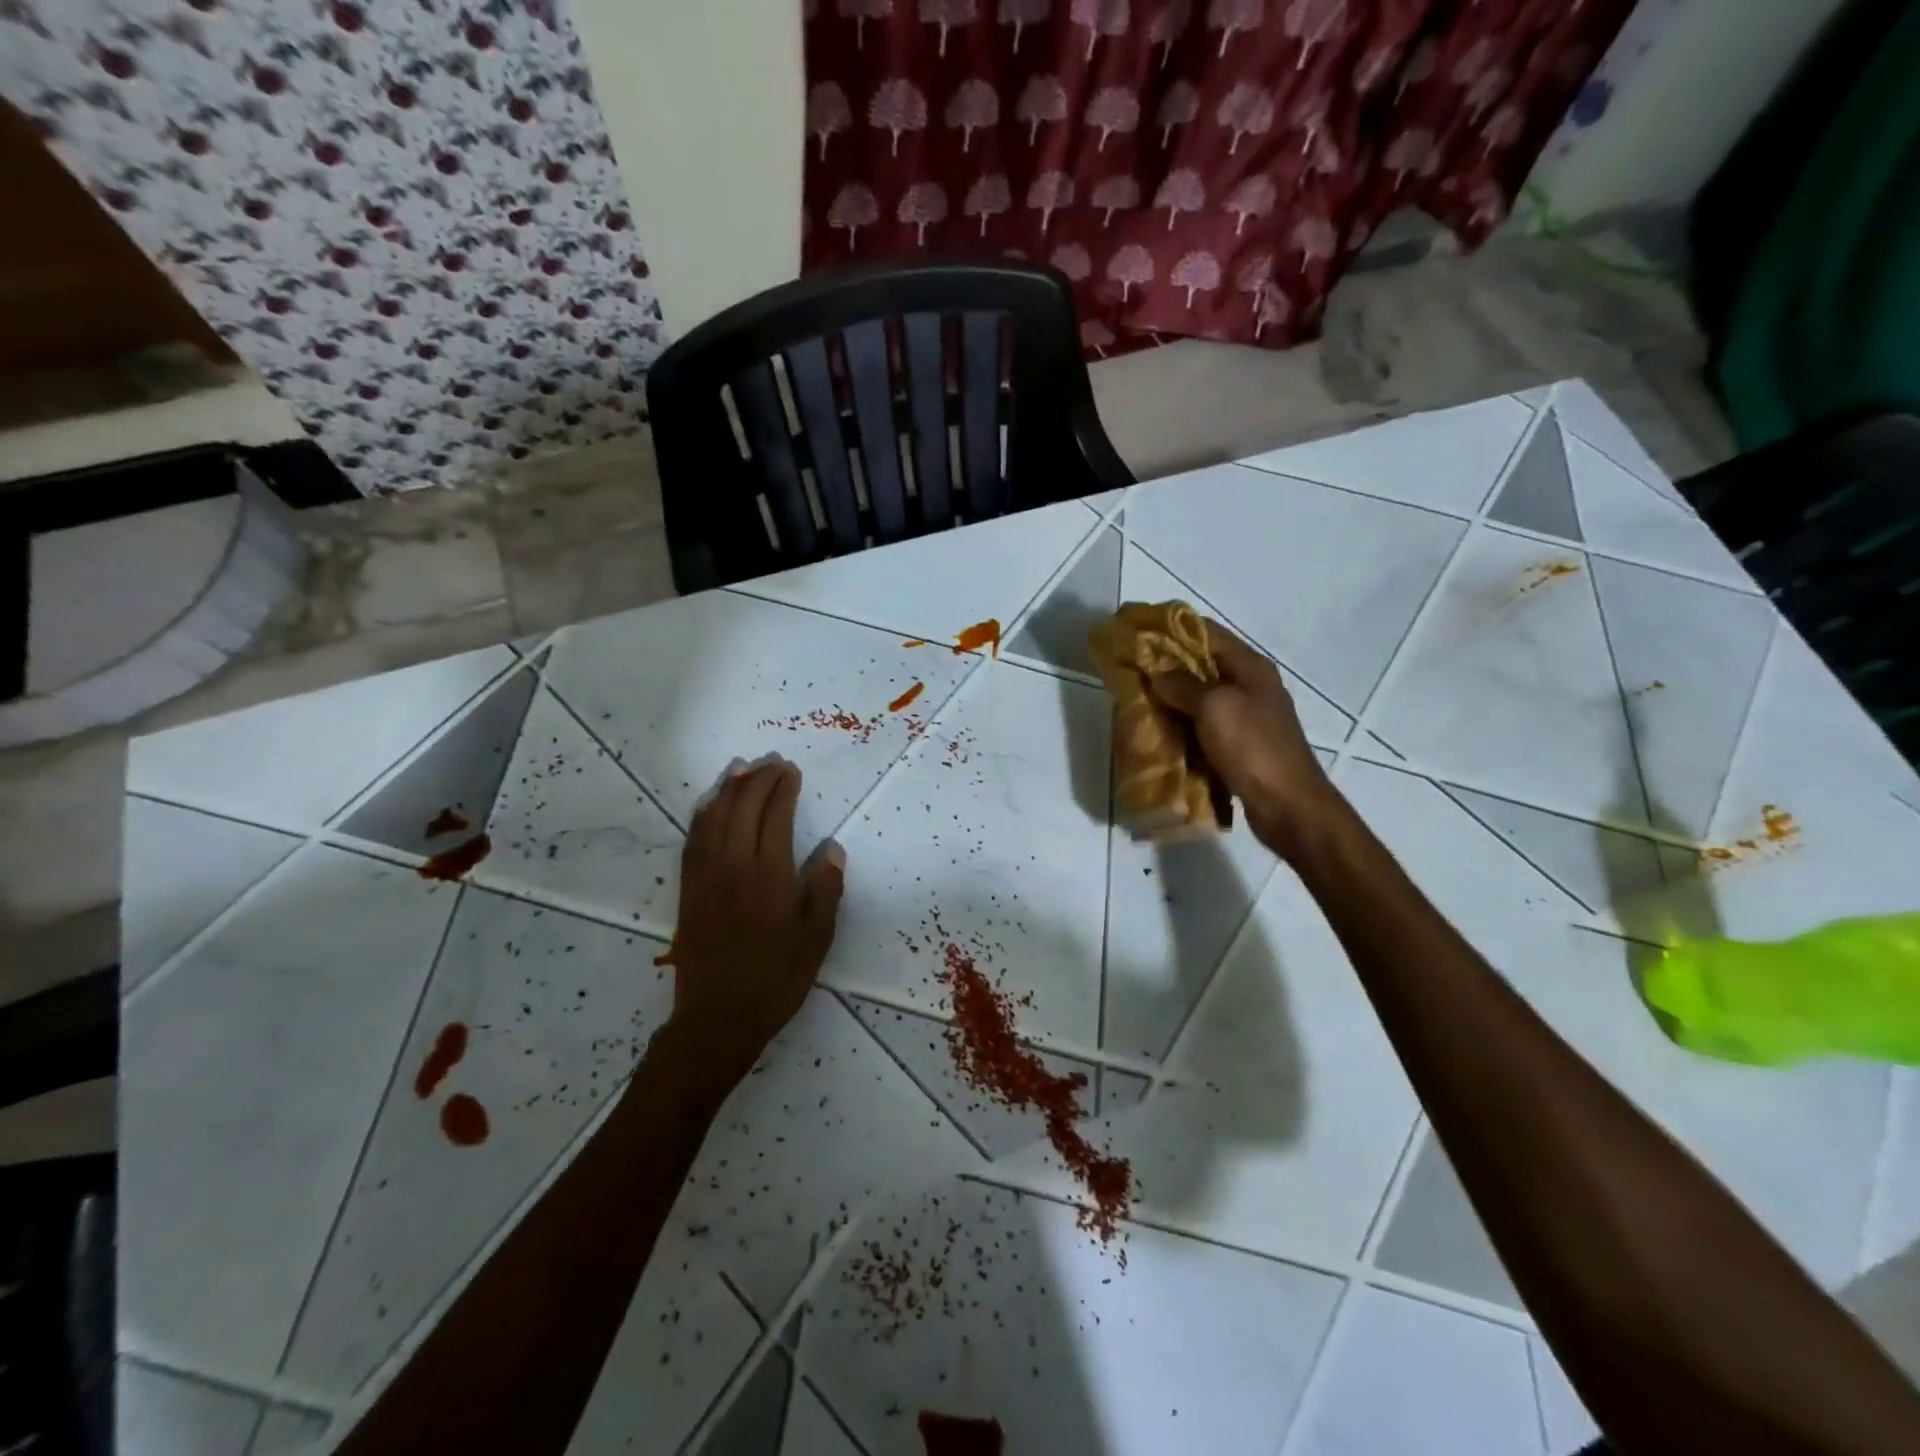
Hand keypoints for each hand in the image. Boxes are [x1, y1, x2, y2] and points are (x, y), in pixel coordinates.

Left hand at [667, 759, 845, 1090]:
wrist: (717, 1018)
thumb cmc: (775, 978)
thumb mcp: (816, 938)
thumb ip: (825, 889)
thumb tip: (831, 848)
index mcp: (768, 874)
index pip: (775, 816)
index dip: (783, 789)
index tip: (791, 771)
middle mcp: (733, 865)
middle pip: (742, 808)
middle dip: (758, 780)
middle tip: (772, 762)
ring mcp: (705, 876)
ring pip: (713, 818)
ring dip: (727, 789)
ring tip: (740, 769)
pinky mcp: (688, 890)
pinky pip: (692, 840)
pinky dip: (702, 814)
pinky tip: (709, 805)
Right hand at [1148, 619, 1343, 858]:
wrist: (1288, 805)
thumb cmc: (1253, 747)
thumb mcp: (1215, 707)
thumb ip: (1182, 684)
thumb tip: (1155, 671)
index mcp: (1249, 667)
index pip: (1206, 633)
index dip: (1170, 628)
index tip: (1136, 629)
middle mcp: (1250, 686)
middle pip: (1201, 665)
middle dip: (1165, 666)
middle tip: (1129, 668)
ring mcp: (1246, 718)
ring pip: (1200, 698)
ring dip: (1170, 699)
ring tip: (1135, 700)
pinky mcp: (1239, 746)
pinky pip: (1202, 727)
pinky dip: (1181, 726)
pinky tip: (1157, 732)